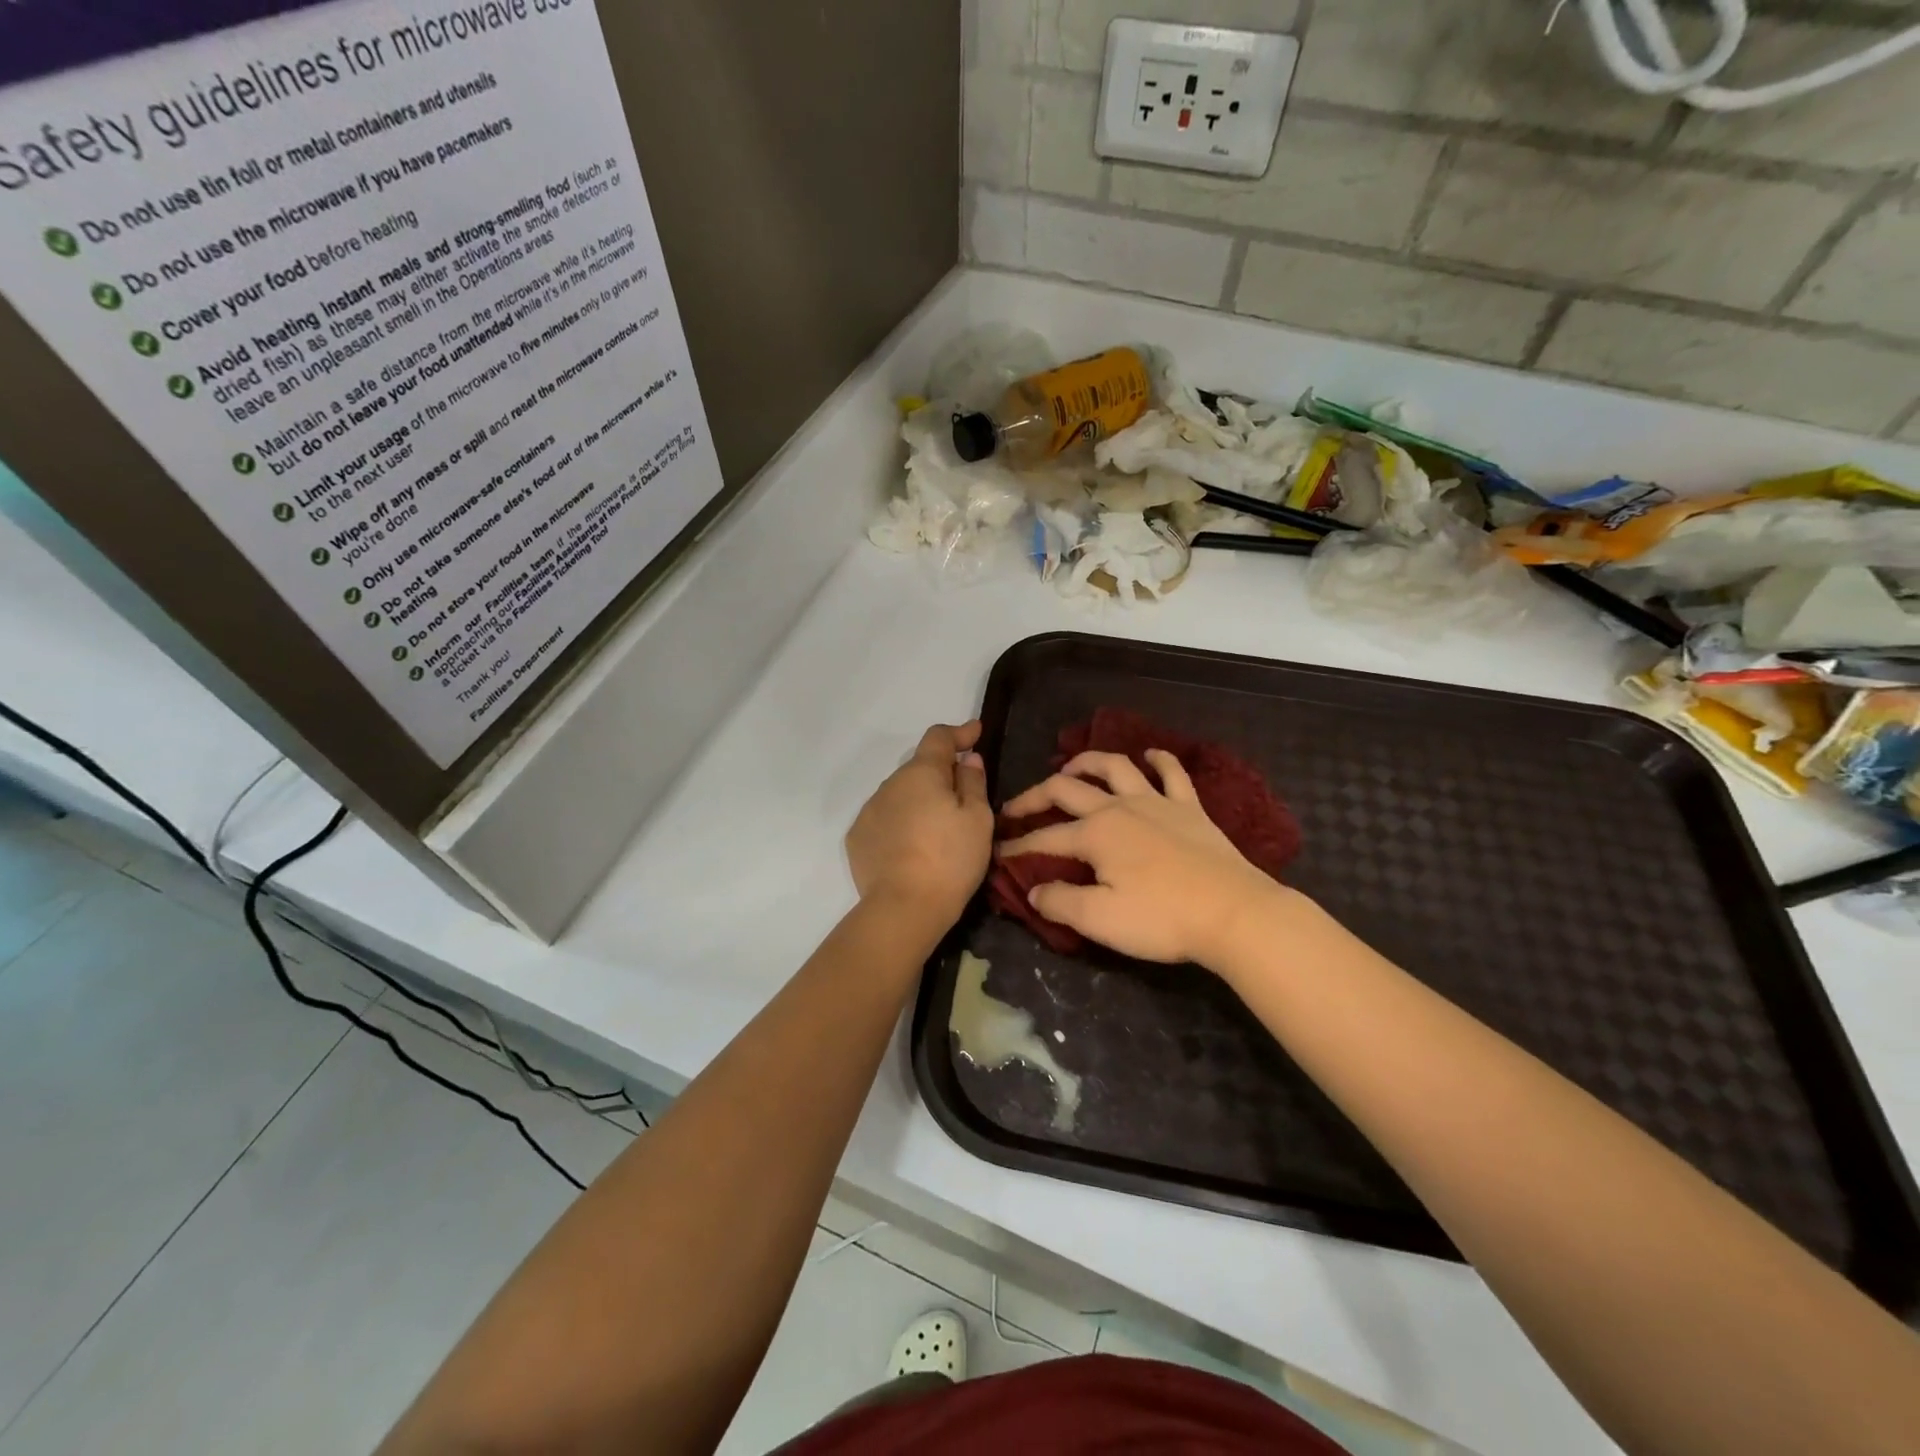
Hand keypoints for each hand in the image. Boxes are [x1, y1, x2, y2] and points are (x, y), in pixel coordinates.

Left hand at [847, 722, 992, 930]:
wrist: (904, 908)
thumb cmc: (950, 859)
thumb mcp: (977, 819)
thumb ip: (973, 782)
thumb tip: (966, 759)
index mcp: (921, 773)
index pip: (939, 738)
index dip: (959, 733)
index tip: (975, 732)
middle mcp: (890, 784)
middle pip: (919, 769)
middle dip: (940, 776)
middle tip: (963, 798)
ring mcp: (869, 811)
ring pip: (901, 796)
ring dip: (919, 802)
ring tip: (937, 832)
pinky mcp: (858, 838)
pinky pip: (885, 820)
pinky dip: (901, 825)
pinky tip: (913, 850)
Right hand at [999, 749, 1293, 968]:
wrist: (1233, 912)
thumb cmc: (1162, 918)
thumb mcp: (1099, 919)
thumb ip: (1060, 902)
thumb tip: (1034, 889)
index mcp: (1094, 833)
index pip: (1044, 838)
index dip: (1017, 846)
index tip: (998, 852)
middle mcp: (1119, 807)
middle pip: (1067, 790)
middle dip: (1035, 797)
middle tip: (1015, 808)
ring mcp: (1156, 802)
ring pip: (1115, 767)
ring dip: (1087, 762)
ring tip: (1070, 767)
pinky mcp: (1190, 808)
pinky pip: (1172, 773)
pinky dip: (1159, 759)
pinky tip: (1150, 755)